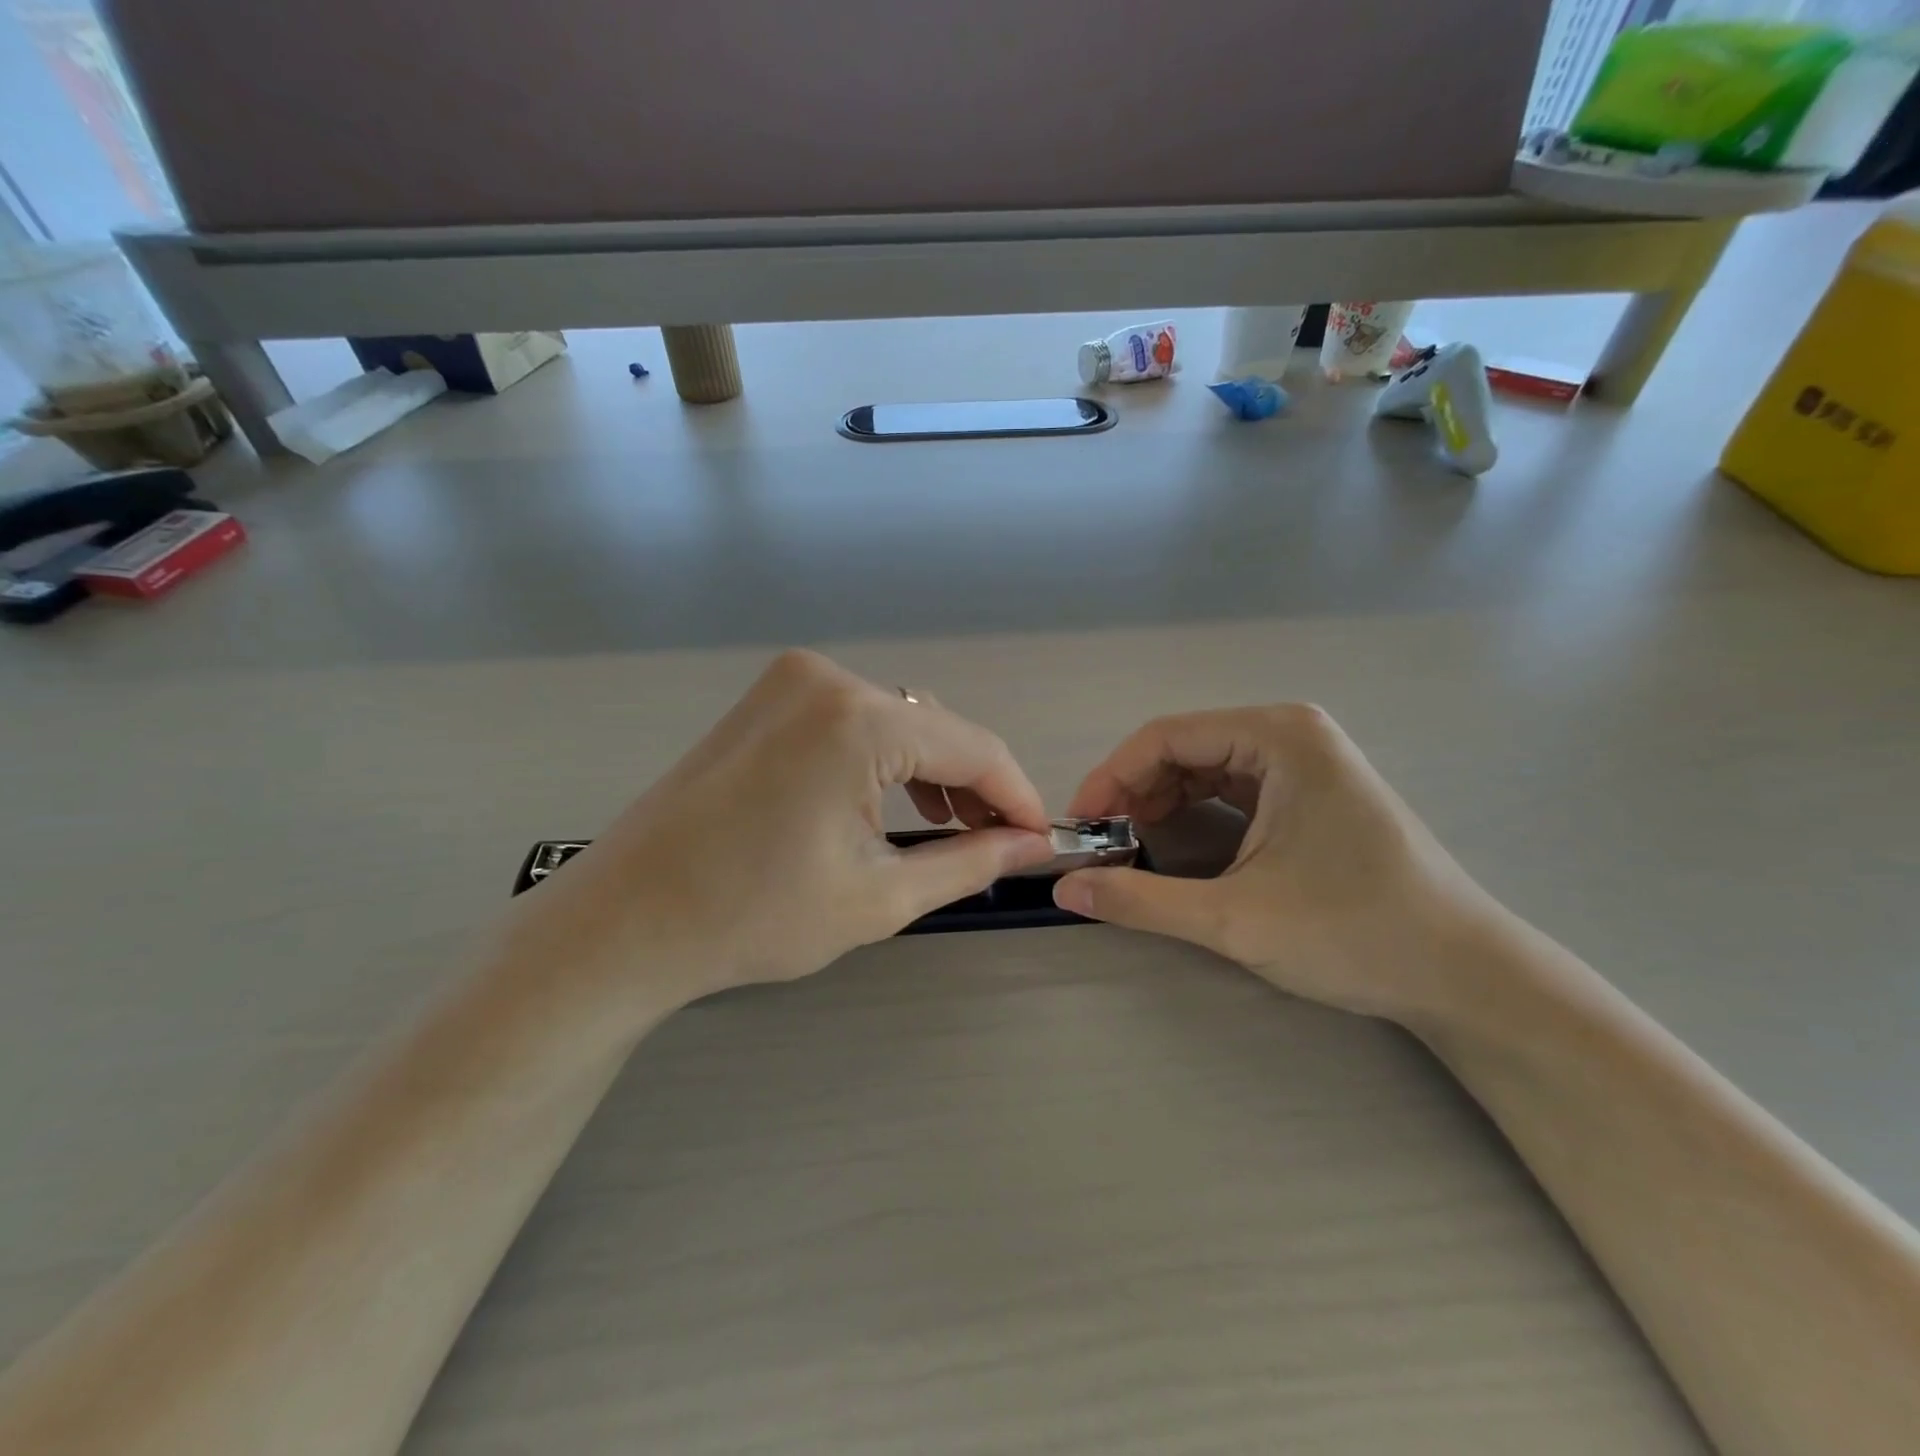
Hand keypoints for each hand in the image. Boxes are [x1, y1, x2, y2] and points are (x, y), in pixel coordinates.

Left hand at [507, 650, 1053, 1000]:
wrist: (626, 922)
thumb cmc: (754, 916)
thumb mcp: (881, 896)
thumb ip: (971, 861)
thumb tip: (1030, 844)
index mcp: (858, 718)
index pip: (973, 747)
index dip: (1016, 795)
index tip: (1041, 838)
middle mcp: (825, 678)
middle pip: (934, 729)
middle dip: (972, 787)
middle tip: (995, 844)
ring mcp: (788, 682)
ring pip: (895, 723)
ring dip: (929, 773)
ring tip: (949, 830)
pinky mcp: (766, 700)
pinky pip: (852, 722)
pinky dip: (883, 761)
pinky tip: (892, 805)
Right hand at [1052, 706, 1496, 1021]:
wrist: (1464, 976)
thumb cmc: (1355, 933)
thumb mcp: (1234, 918)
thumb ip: (1139, 900)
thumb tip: (1065, 891)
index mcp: (1278, 736)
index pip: (1165, 737)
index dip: (1111, 778)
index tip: (1080, 826)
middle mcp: (1291, 733)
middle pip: (1183, 749)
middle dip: (1134, 793)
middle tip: (1101, 844)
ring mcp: (1306, 761)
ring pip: (1205, 769)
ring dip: (1160, 804)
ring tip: (1130, 848)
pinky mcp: (1312, 792)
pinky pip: (1232, 789)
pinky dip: (1193, 813)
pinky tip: (1176, 847)